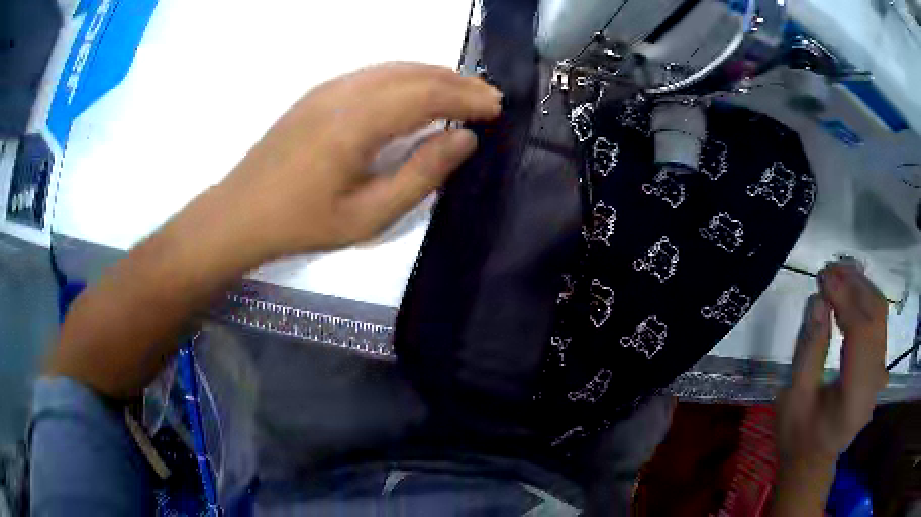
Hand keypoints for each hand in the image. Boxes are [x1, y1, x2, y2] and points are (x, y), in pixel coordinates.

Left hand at [219, 62, 502, 259]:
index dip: (466, 97)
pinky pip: (373, 74)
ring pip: (394, 68)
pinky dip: (406, 77)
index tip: (496, 109)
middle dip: (457, 81)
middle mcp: (344, 92)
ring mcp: (328, 88)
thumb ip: (420, 174)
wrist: (240, 213)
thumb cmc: (302, 223)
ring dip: (433, 75)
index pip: (427, 94)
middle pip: (414, 73)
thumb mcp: (368, 215)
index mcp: (356, 122)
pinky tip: (416, 93)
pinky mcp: (319, 93)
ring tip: (462, 92)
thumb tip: (464, 139)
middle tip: (488, 98)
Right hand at [775, 261, 887, 487]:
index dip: (845, 300)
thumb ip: (809, 350)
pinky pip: (877, 323)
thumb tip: (818, 301)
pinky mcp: (878, 366)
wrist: (813, 460)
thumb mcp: (793, 399)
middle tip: (828, 270)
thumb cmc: (798, 437)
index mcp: (854, 398)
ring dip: (861, 288)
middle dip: (855, 286)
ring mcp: (879, 373)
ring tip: (836, 275)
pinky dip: (864, 300)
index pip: (861, 335)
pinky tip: (848, 294)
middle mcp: (874, 382)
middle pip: (876, 317)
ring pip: (880, 314)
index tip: (823, 278)